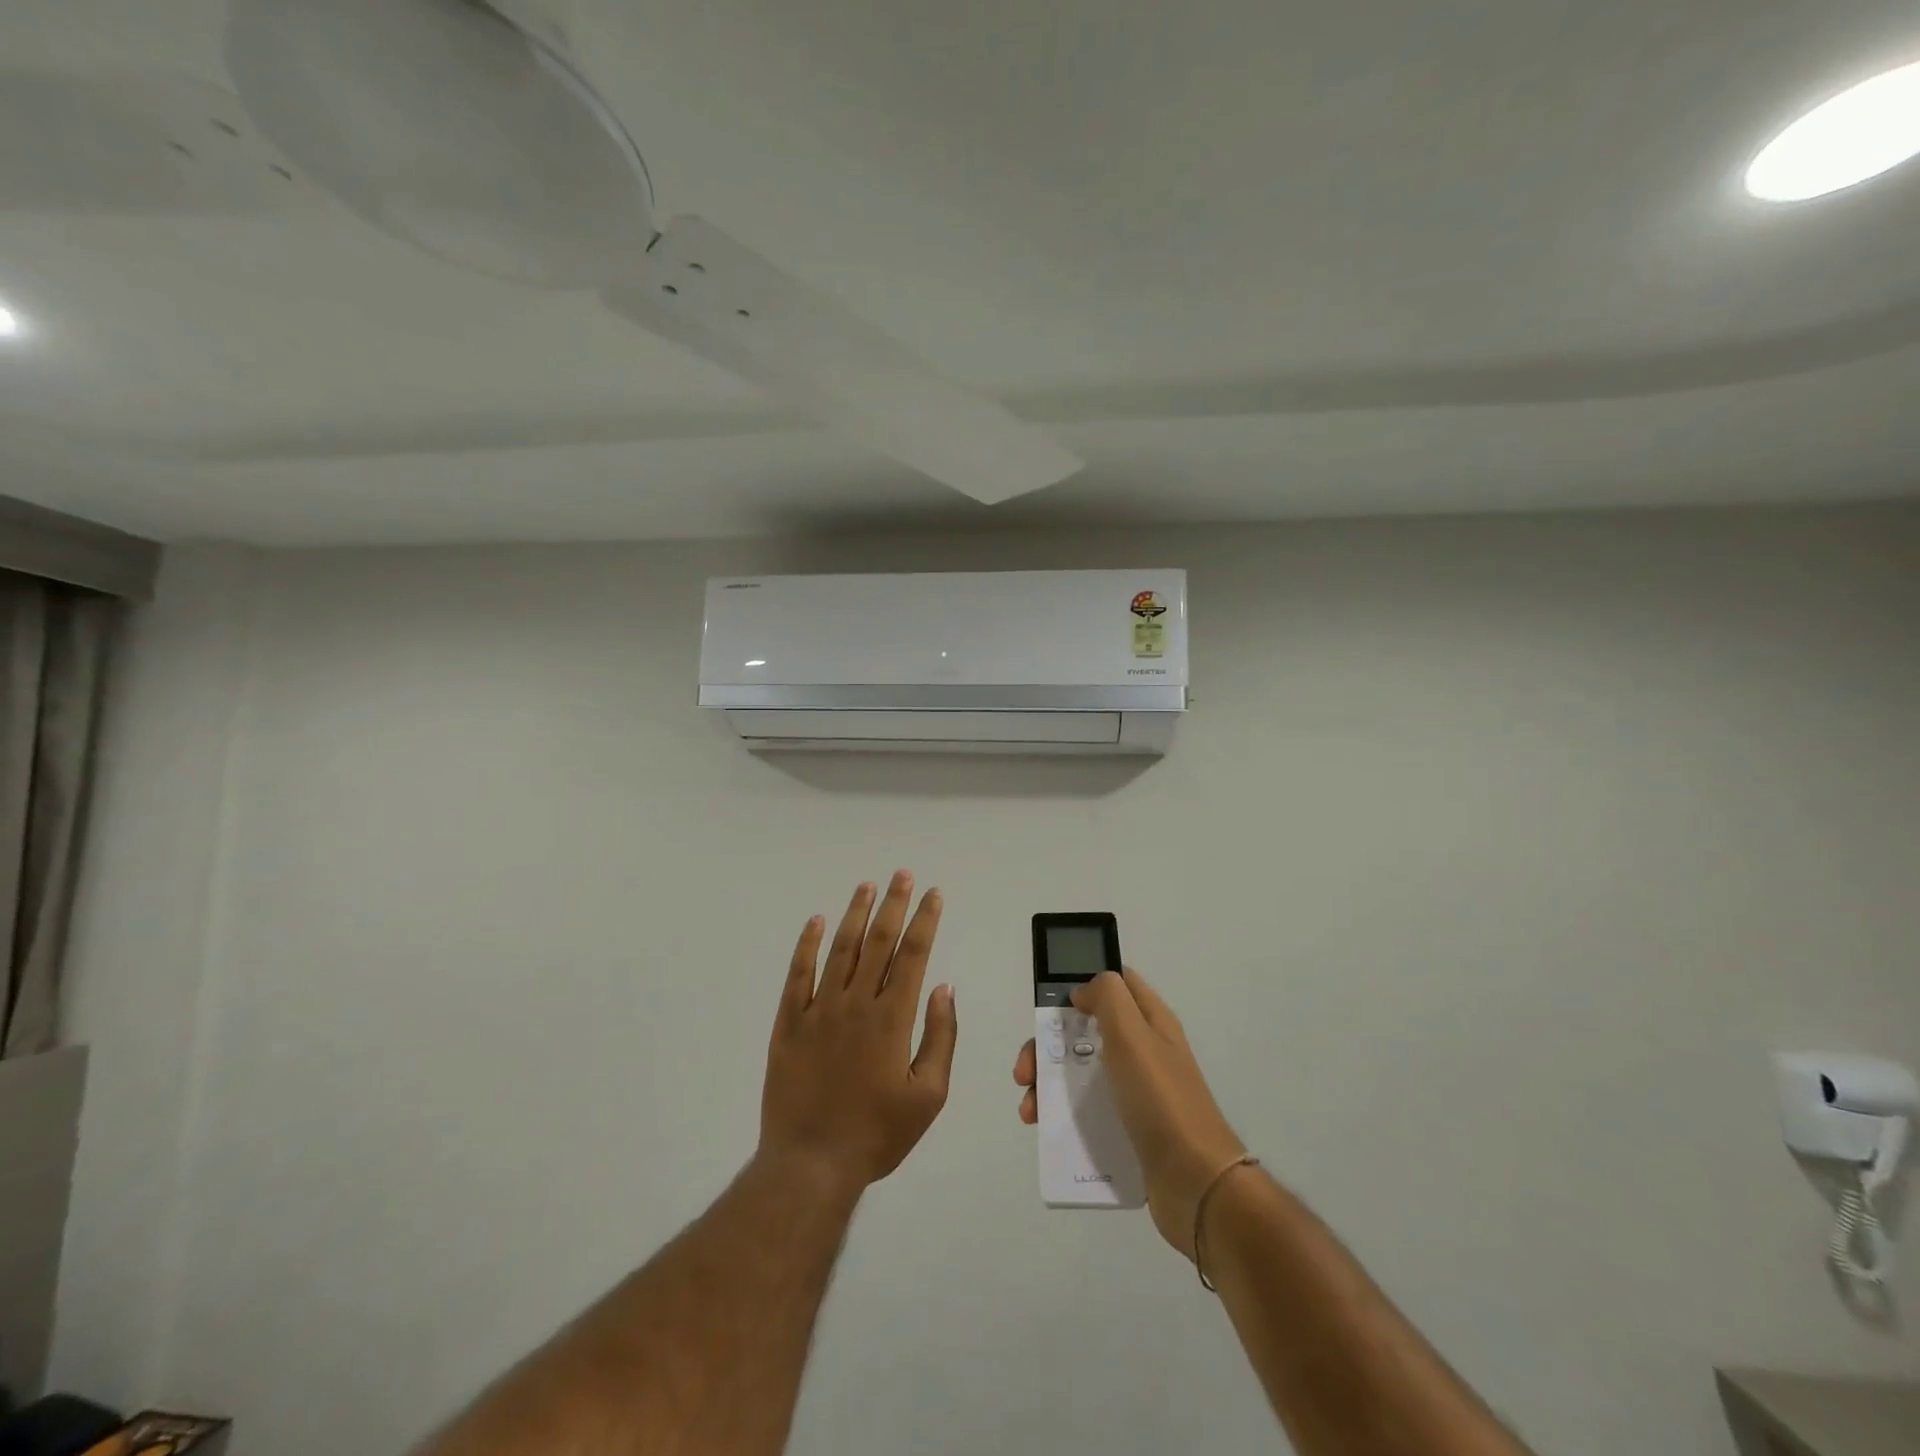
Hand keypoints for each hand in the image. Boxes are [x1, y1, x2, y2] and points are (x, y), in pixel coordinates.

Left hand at [760, 871, 957, 1193]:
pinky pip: (798, 974)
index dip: (924, 921)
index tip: (933, 895)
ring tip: (867, 887)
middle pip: (878, 942)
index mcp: (892, 1019)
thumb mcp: (928, 1096)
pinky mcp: (789, 1023)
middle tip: (902, 875)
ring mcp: (818, 1010)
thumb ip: (940, 1038)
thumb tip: (944, 988)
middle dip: (893, 904)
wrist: (810, 1164)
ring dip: (855, 915)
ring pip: (840, 949)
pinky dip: (807, 945)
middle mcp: (855, 1003)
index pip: (912, 955)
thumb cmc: (877, 1134)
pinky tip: (815, 922)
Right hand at [1015, 968, 1244, 1257]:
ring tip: (1030, 1110)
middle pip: (1085, 1031)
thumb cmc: (1161, 1099)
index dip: (1081, 983)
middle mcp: (1143, 1050)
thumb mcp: (1132, 1033)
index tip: (1049, 1003)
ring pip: (1081, 1072)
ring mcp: (1136, 1091)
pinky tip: (1044, 1129)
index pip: (1116, 983)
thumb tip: (1081, 990)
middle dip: (1048, 1045)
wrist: (1195, 1184)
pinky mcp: (1128, 1128)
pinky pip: (1087, 1111)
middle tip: (1025, 1071)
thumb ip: (1107, 996)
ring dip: (1048, 1084)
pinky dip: (1061, 1115)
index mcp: (1149, 1021)